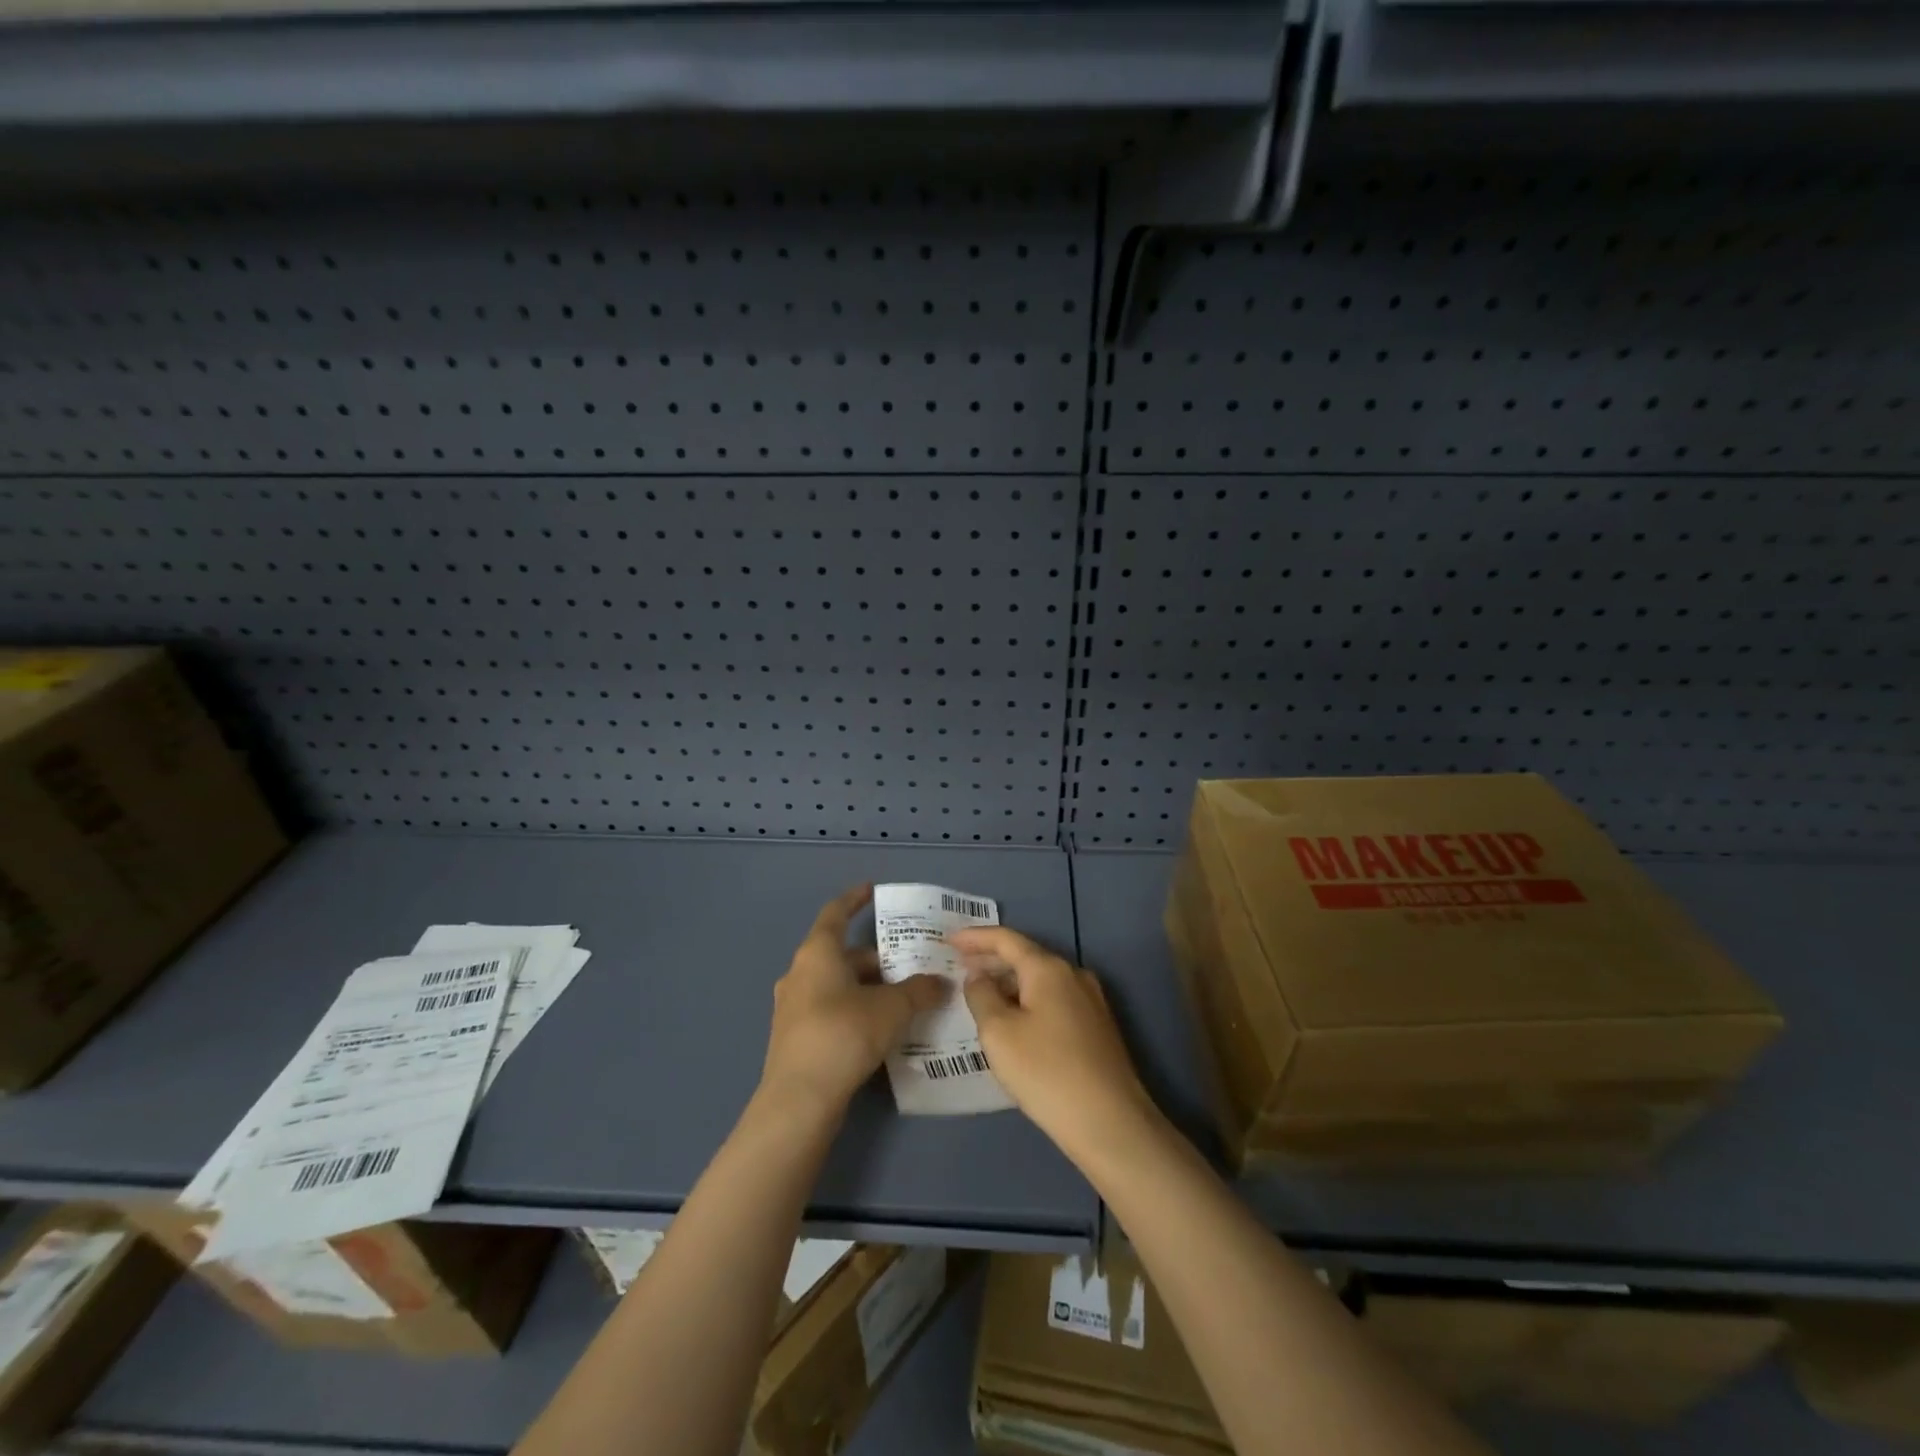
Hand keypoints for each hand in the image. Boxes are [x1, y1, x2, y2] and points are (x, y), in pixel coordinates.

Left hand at [759, 884, 945, 1118]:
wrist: (799, 1101)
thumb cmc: (844, 1035)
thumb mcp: (892, 1009)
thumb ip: (919, 991)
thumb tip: (941, 982)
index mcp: (818, 953)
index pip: (836, 913)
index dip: (854, 899)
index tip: (871, 890)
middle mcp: (800, 973)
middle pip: (842, 954)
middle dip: (877, 959)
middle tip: (911, 966)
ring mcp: (793, 1007)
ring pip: (836, 984)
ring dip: (867, 987)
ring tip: (902, 998)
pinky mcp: (795, 1037)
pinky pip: (830, 1009)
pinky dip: (855, 1010)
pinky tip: (880, 1029)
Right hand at [952, 926, 1159, 1165]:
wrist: (1110, 1123)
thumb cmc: (1046, 1072)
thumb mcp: (999, 1033)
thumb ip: (982, 996)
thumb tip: (978, 976)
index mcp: (1048, 968)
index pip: (1006, 939)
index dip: (975, 937)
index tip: (948, 939)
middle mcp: (1073, 974)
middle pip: (1025, 956)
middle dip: (991, 959)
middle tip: (959, 965)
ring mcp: (1090, 1000)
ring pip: (1041, 980)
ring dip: (1010, 982)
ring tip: (982, 993)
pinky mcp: (1097, 1026)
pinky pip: (1054, 999)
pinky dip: (1028, 999)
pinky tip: (1014, 1019)